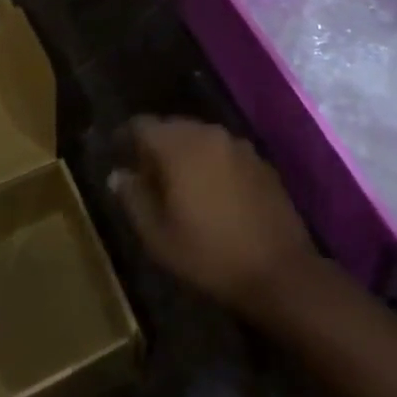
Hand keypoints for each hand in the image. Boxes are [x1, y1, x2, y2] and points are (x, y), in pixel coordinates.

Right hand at [111, 116, 318, 320]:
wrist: (280, 271)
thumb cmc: (210, 255)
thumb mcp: (159, 236)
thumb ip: (134, 199)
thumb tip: (118, 174)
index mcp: (178, 145)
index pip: (141, 124)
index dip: (125, 136)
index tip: (116, 153)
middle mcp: (207, 132)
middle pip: (171, 127)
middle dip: (155, 145)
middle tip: (144, 173)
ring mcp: (237, 144)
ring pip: (199, 137)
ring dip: (184, 153)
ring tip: (177, 183)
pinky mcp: (259, 160)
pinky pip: (223, 151)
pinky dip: (210, 162)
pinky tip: (211, 191)